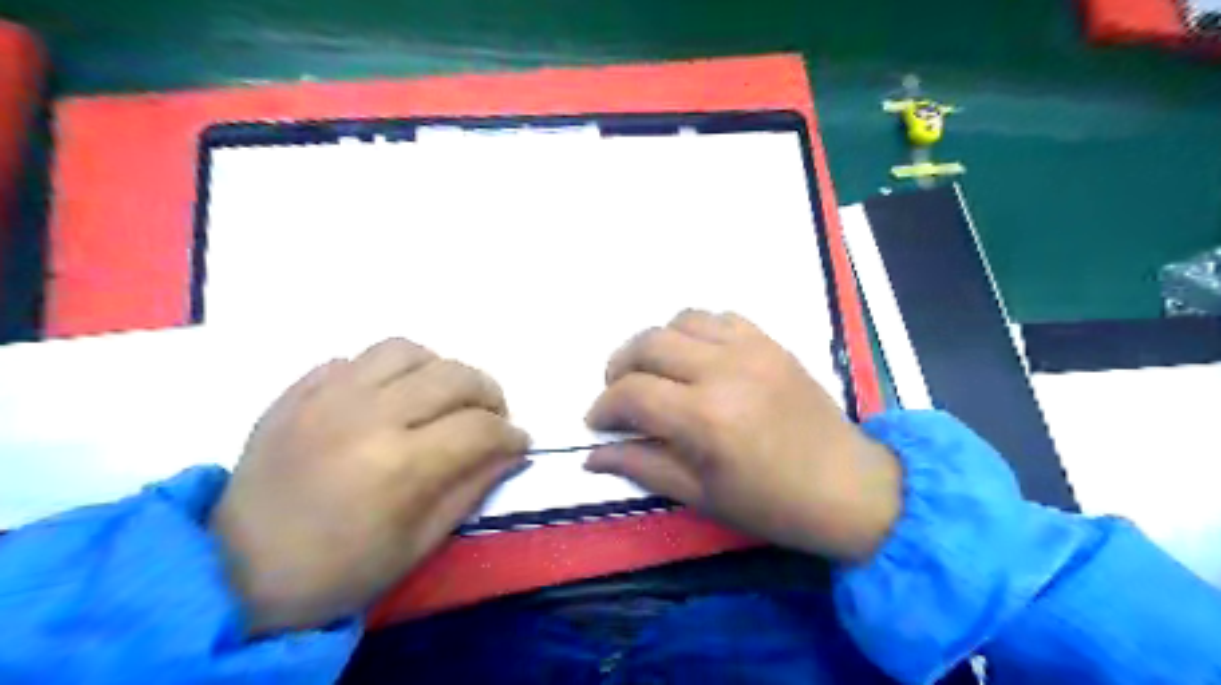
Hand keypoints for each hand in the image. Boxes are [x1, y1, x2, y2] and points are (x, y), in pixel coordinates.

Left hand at [208, 340, 528, 633]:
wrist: (235, 574)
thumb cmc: (338, 570)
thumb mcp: (419, 544)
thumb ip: (471, 489)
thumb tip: (511, 452)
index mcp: (399, 465)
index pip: (479, 428)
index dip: (510, 434)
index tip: (518, 443)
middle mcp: (367, 416)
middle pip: (452, 376)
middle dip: (489, 393)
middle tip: (492, 416)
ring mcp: (326, 396)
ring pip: (406, 350)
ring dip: (438, 369)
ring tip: (441, 397)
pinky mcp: (296, 391)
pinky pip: (355, 357)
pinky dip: (385, 372)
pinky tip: (387, 399)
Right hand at [586, 311, 900, 560]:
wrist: (847, 486)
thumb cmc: (771, 503)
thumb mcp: (700, 496)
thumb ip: (642, 467)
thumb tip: (592, 455)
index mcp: (705, 418)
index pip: (631, 393)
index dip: (604, 406)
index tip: (598, 422)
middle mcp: (723, 371)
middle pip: (647, 343)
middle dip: (619, 366)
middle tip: (619, 393)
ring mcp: (750, 349)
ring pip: (680, 320)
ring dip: (656, 343)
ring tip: (656, 372)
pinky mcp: (770, 341)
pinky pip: (719, 317)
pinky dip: (695, 331)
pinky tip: (696, 358)